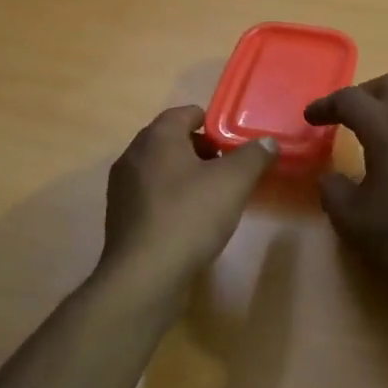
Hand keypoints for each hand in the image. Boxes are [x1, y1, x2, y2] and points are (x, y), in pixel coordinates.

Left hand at [100, 106, 276, 291]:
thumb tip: (267, 142)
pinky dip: (170, 198)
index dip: (214, 124)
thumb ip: (254, 156)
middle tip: (228, 170)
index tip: (234, 144)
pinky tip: (189, 221)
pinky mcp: (120, 216)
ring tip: (212, 197)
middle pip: (172, 140)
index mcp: (157, 137)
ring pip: (160, 168)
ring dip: (186, 175)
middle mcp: (133, 154)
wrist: (145, 275)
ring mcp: (122, 186)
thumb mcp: (233, 182)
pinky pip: (151, 194)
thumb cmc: (190, 217)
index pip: (186, 113)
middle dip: (202, 150)